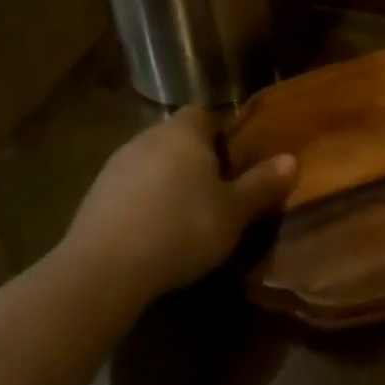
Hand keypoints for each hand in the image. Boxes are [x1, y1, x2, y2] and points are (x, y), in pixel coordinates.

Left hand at [61, 106, 296, 298]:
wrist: (103, 270)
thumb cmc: (181, 229)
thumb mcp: (234, 212)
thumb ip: (262, 184)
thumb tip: (290, 159)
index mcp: (183, 132)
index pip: (204, 114)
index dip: (222, 133)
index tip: (235, 161)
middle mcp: (146, 138)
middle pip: (177, 139)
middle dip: (196, 160)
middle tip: (218, 192)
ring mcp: (115, 167)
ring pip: (152, 164)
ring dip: (168, 182)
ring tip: (187, 216)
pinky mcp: (93, 197)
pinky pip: (130, 190)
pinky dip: (144, 203)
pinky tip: (155, 233)